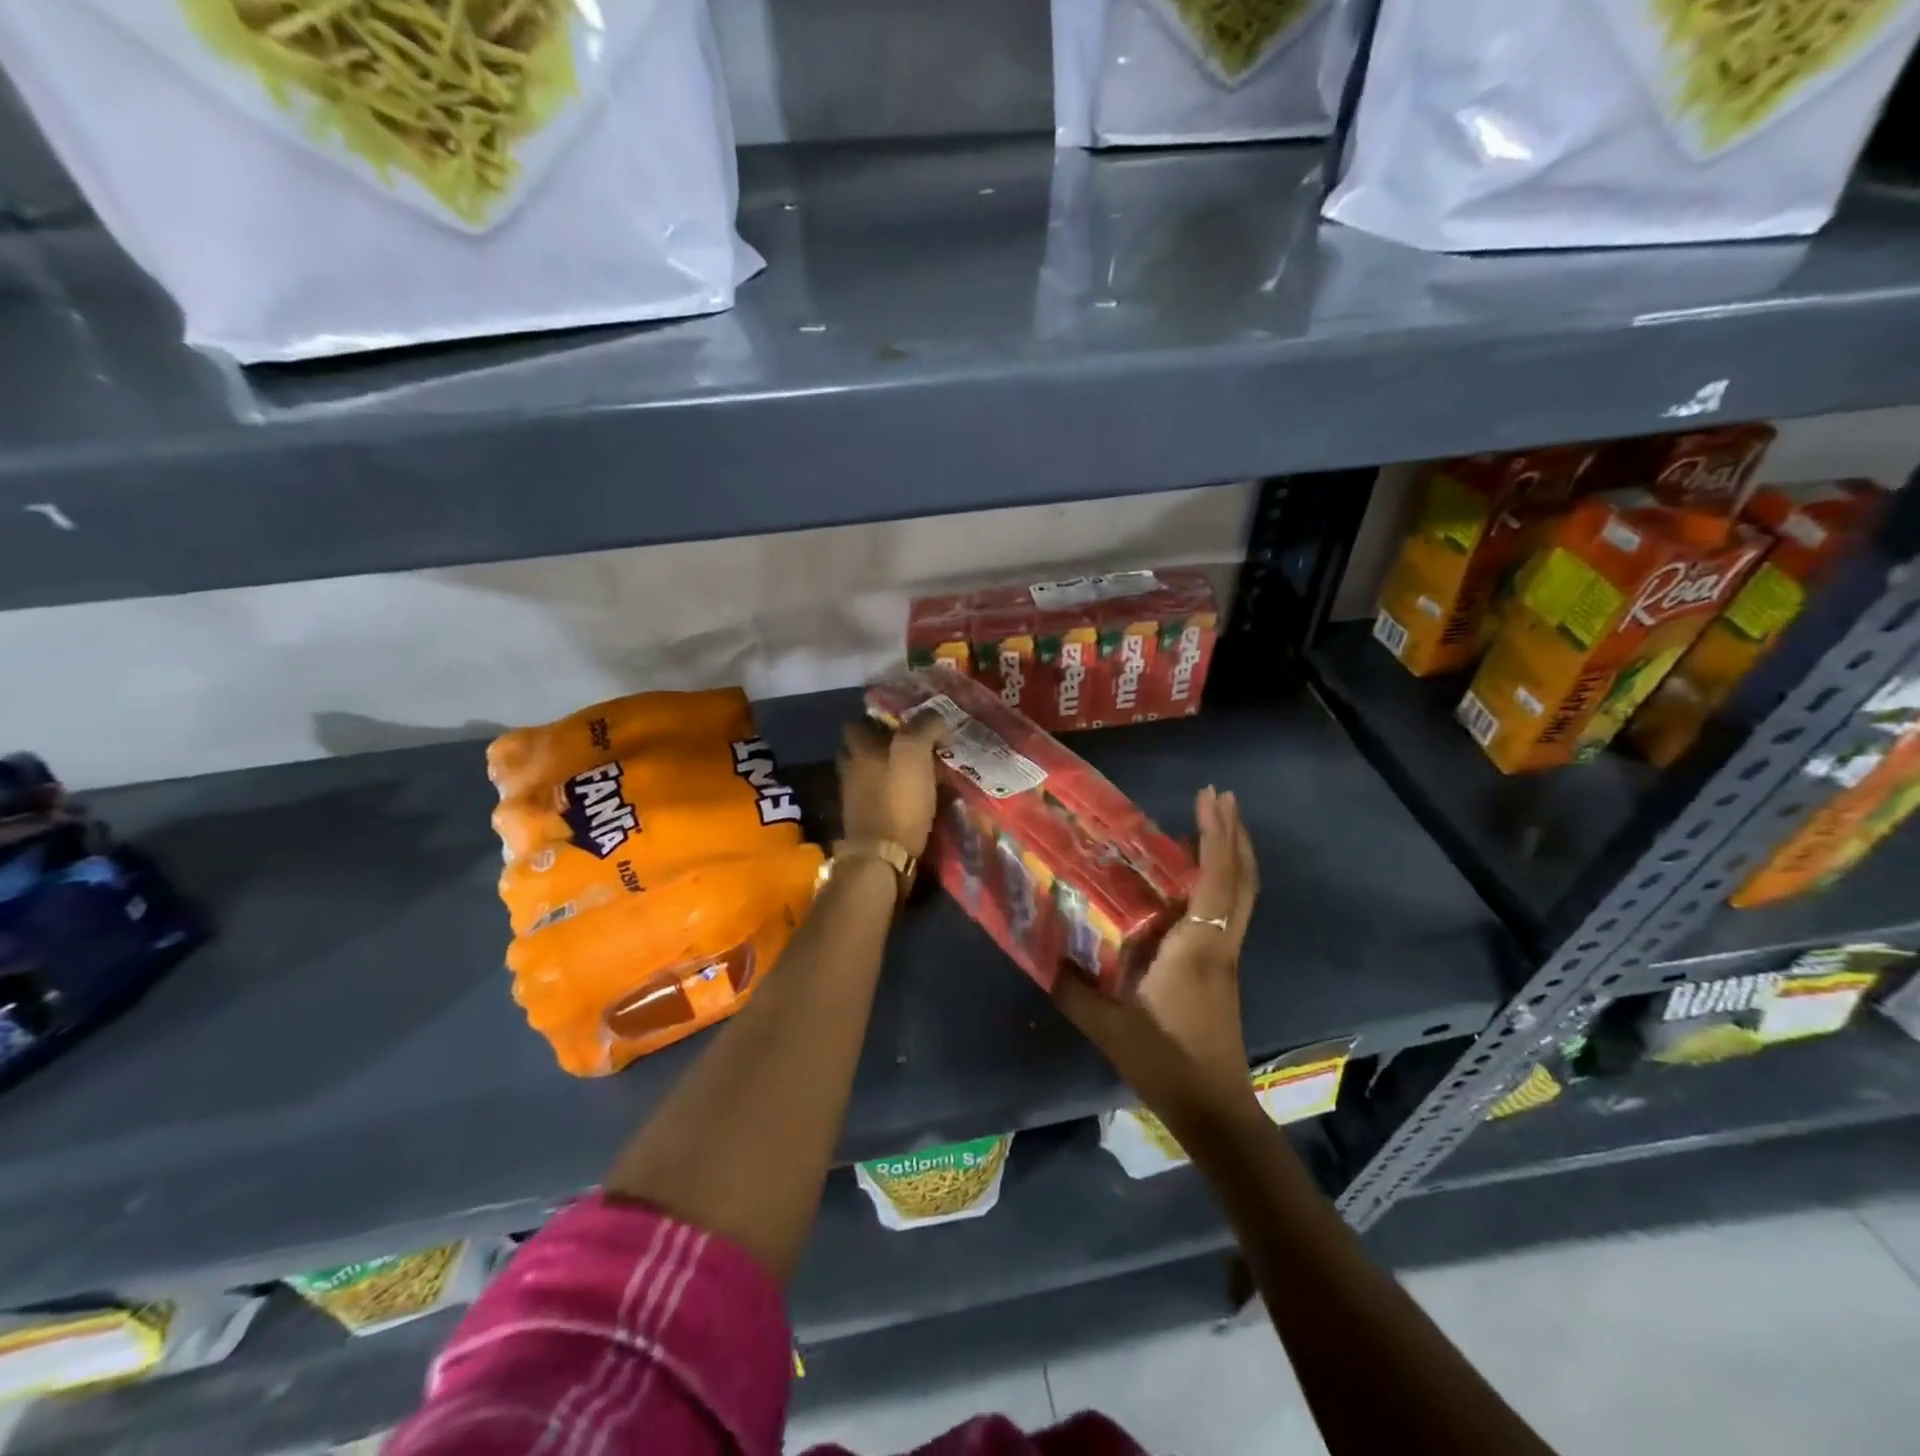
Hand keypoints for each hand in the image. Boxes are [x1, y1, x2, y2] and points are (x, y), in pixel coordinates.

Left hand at [838, 713, 947, 858]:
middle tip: (907, 744)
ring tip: (911, 771)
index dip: (875, 718)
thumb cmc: (898, 801)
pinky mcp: (863, 821)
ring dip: (882, 770)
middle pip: (857, 749)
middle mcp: (850, 770)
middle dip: (877, 744)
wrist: (882, 858)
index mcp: (859, 750)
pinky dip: (886, 794)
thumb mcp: (914, 755)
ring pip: (865, 774)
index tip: (900, 719)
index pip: (855, 723)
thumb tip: (935, 716)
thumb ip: (923, 728)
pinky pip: (874, 797)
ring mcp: (853, 798)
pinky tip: (907, 797)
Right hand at [1053, 786, 1259, 1127]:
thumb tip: (1044, 952)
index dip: (1217, 834)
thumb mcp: (1108, 1026)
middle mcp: (1220, 943)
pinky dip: (1221, 882)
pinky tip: (1192, 881)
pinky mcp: (1223, 971)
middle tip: (1220, 797)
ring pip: (1242, 895)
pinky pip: (1229, 912)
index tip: (1212, 796)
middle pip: (1243, 879)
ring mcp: (1227, 957)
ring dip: (1232, 855)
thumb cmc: (1166, 1061)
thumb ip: (1073, 987)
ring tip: (1211, 825)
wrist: (1215, 1110)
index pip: (1216, 879)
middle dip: (1234, 833)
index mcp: (1198, 946)